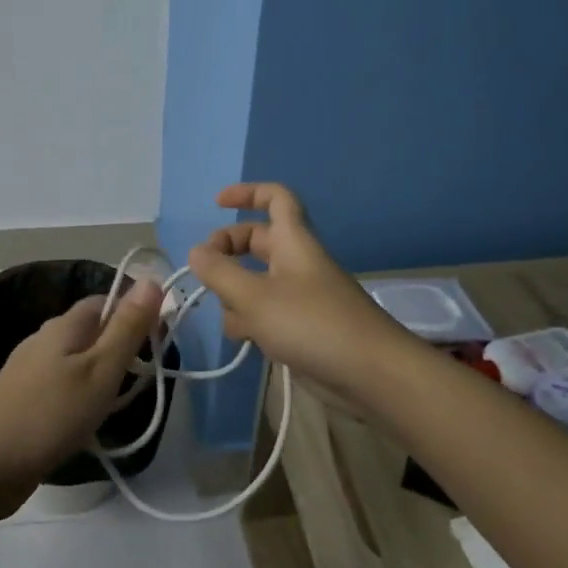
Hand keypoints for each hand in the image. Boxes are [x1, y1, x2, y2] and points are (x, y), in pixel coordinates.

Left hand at [0, 277, 163, 510]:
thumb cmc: (52, 415)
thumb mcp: (101, 370)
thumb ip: (127, 327)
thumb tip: (151, 278)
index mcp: (64, 325)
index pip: (105, 300)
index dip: (135, 313)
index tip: (159, 343)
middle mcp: (43, 338)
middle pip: (91, 329)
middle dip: (120, 346)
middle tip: (144, 378)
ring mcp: (28, 368)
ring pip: (76, 357)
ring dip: (101, 372)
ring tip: (119, 402)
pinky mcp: (21, 396)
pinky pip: (61, 382)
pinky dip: (81, 392)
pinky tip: (85, 417)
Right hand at [186, 183, 411, 397]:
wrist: (370, 374)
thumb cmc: (312, 324)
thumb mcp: (255, 297)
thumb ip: (220, 273)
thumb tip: (196, 251)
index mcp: (293, 242)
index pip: (275, 198)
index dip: (247, 193)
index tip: (216, 204)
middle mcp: (297, 262)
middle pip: (257, 242)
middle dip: (228, 252)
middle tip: (204, 271)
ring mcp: (301, 296)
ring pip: (256, 282)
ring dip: (236, 295)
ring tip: (230, 317)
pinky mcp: (302, 327)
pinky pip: (267, 313)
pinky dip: (252, 322)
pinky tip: (247, 342)